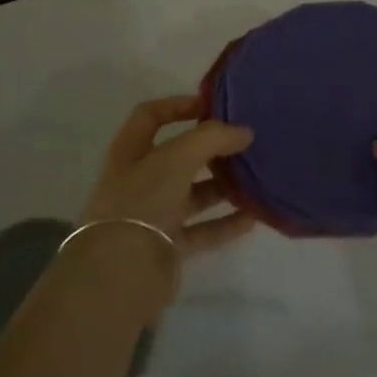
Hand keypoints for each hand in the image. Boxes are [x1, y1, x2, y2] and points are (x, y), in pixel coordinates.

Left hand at [79, 96, 257, 258]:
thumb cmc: (143, 199)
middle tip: (244, 142)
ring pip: (193, 193)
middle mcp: (140, 179)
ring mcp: (154, 214)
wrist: (120, 272)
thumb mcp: (177, 157)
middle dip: (210, 148)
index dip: (178, 105)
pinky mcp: (168, 246)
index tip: (212, 105)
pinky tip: (253, 217)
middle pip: (179, 156)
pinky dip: (226, 223)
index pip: (151, 115)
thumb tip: (245, 132)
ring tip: (255, 177)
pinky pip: (203, 230)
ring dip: (222, 186)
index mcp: (131, 151)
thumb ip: (213, 138)